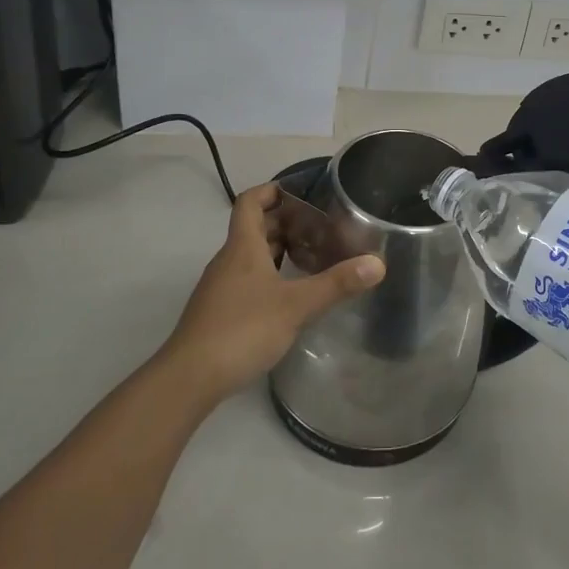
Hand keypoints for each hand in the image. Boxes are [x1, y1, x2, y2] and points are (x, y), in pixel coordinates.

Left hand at [158, 183, 383, 407]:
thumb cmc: (242, 329)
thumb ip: (336, 284)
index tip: (298, 191)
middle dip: (283, 221)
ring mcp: (220, 287)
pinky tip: (289, 293)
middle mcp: (228, 260)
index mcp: (242, 247)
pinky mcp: (219, 311)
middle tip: (318, 225)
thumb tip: (378, 263)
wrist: (190, 377)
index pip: (250, 202)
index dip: (271, 190)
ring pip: (249, 255)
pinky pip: (246, 278)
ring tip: (310, 254)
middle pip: (252, 228)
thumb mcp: (296, 305)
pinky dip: (268, 274)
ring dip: (276, 249)